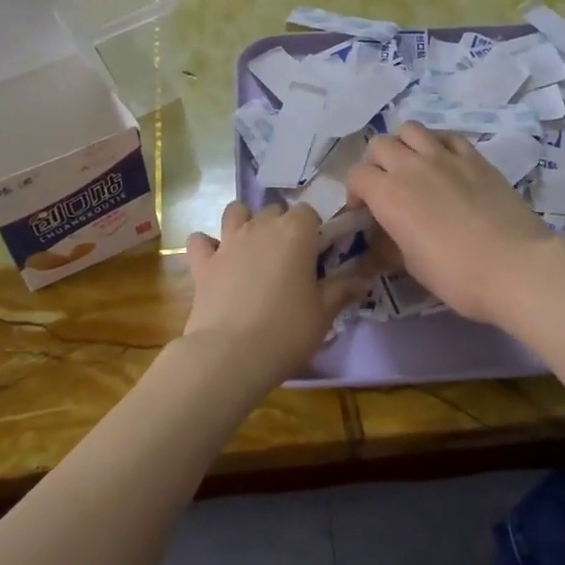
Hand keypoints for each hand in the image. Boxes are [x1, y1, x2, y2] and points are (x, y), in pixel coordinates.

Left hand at [185, 201, 375, 372]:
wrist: (230, 353)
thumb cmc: (287, 330)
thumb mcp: (324, 313)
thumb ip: (342, 290)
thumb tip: (364, 279)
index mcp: (296, 232)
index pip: (309, 211)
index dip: (314, 229)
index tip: (318, 254)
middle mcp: (261, 227)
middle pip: (274, 210)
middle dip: (282, 225)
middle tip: (290, 258)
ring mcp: (228, 242)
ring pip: (236, 212)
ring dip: (245, 222)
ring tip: (253, 248)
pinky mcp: (202, 262)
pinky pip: (200, 240)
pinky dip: (207, 245)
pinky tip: (214, 260)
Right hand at [345, 123, 564, 324]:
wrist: (515, 267)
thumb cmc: (455, 274)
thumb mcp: (410, 265)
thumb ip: (388, 243)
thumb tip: (380, 239)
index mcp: (387, 194)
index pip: (356, 175)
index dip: (355, 192)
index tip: (364, 212)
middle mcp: (411, 166)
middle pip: (379, 144)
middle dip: (375, 163)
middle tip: (386, 187)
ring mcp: (445, 156)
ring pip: (411, 129)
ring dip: (404, 145)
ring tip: (413, 167)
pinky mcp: (475, 157)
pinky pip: (447, 136)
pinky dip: (437, 144)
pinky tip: (444, 163)